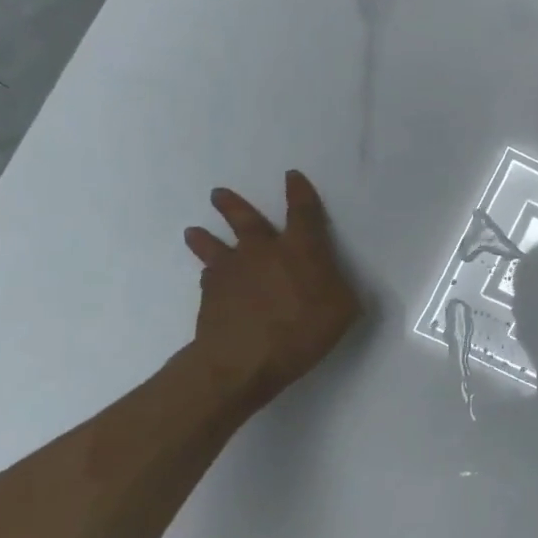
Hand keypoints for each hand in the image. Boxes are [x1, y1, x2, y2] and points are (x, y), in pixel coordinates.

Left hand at [183, 171, 360, 406]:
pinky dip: (209, 273)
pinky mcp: (210, 294)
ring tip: (194, 230)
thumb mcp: (343, 311)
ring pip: (214, 245)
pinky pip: (209, 276)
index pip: (303, 212)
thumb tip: (332, 280)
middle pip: (246, 220)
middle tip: (218, 193)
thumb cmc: (302, 331)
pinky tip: (207, 276)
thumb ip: (339, 289)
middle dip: (233, 205)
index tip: (292, 177)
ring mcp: (232, 271)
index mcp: (301, 250)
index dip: (300, 193)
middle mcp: (263, 251)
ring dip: (205, 237)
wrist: (242, 360)